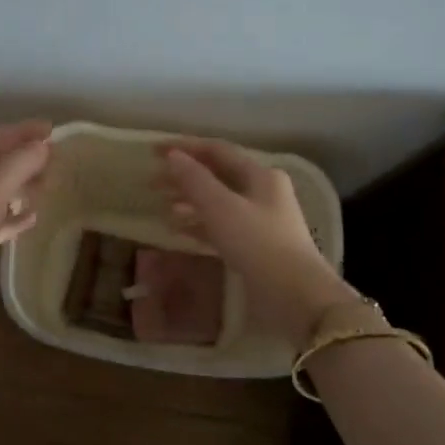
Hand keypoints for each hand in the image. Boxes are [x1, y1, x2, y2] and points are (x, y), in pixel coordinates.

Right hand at [159, 138, 357, 347]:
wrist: (294, 296)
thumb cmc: (258, 244)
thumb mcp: (222, 208)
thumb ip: (195, 180)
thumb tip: (173, 156)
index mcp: (260, 175)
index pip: (218, 151)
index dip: (185, 148)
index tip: (153, 151)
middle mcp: (263, 193)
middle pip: (217, 177)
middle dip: (183, 177)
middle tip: (151, 183)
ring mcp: (260, 222)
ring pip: (217, 203)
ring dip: (188, 202)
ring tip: (161, 207)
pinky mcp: (254, 248)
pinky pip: (220, 228)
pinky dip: (198, 226)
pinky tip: (177, 231)